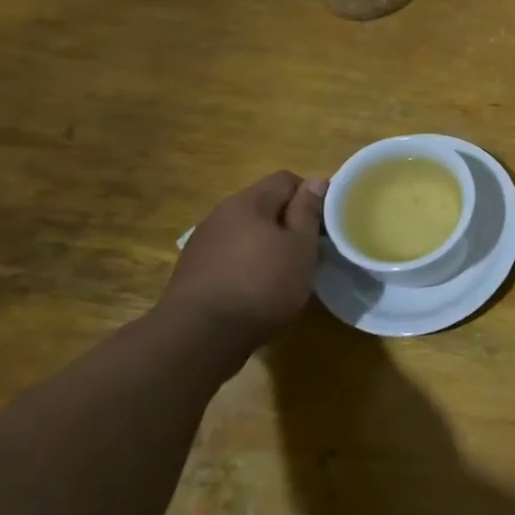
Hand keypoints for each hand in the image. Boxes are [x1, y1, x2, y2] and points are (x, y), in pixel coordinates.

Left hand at [159, 171, 326, 355]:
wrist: (199, 335)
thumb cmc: (262, 285)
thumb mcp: (300, 246)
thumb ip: (308, 211)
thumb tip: (315, 180)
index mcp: (249, 202)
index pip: (286, 179)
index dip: (309, 196)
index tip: (322, 225)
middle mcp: (221, 213)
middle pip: (264, 204)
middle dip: (288, 222)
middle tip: (307, 250)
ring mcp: (202, 241)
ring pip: (246, 230)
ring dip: (266, 243)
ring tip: (282, 272)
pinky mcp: (192, 269)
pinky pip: (229, 253)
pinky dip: (246, 263)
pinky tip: (255, 288)